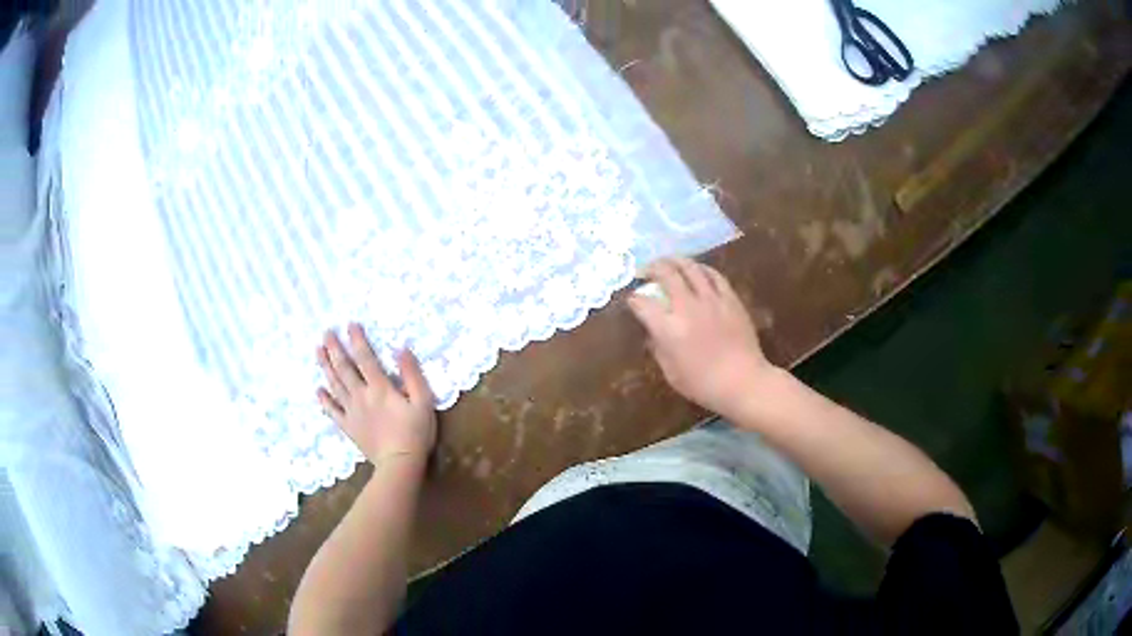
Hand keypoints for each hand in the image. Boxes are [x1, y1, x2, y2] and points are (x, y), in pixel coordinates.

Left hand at [317, 323, 437, 467]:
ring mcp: (351, 412)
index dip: (357, 340)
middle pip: (344, 368)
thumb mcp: (423, 402)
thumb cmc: (415, 433)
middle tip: (325, 333)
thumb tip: (401, 349)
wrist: (399, 464)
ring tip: (317, 351)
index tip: (350, 324)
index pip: (365, 358)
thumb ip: (412, 375)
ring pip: (335, 385)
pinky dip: (324, 400)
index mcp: (380, 388)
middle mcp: (361, 396)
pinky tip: (318, 390)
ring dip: (325, 367)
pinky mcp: (348, 427)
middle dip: (334, 349)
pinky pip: (332, 411)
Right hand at [628, 258, 776, 420]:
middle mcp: (687, 307)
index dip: (634, 299)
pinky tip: (697, 270)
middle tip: (645, 270)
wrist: (743, 381)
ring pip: (690, 267)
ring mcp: (711, 300)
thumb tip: (653, 333)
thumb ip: (658, 349)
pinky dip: (701, 269)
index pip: (643, 304)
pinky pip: (714, 276)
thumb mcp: (671, 373)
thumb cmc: (703, 384)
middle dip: (651, 268)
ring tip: (668, 262)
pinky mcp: (730, 299)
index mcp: (668, 328)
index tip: (632, 300)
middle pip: (665, 274)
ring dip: (675, 261)